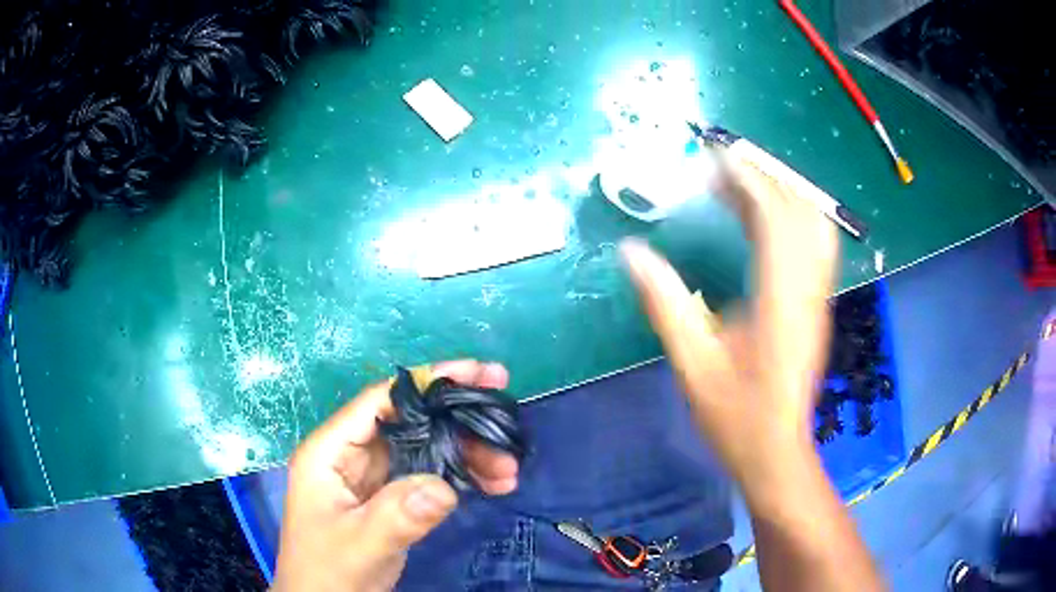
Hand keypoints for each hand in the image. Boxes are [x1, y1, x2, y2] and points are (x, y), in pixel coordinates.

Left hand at [274, 360, 519, 591]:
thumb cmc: (328, 572)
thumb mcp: (359, 546)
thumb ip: (397, 516)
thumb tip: (445, 486)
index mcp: (330, 451)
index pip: (381, 401)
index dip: (429, 382)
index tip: (480, 375)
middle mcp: (351, 455)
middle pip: (410, 422)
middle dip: (459, 422)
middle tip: (507, 424)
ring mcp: (372, 477)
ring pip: (425, 449)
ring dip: (467, 454)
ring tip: (509, 469)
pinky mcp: (390, 498)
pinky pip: (429, 475)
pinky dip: (461, 476)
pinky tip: (492, 484)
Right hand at [620, 153, 838, 491]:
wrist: (777, 450)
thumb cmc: (735, 416)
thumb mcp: (693, 363)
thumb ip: (665, 303)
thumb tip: (632, 252)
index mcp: (779, 301)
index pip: (774, 217)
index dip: (746, 179)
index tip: (714, 158)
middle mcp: (807, 290)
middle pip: (799, 211)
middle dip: (762, 179)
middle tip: (720, 172)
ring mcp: (818, 297)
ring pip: (814, 225)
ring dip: (780, 196)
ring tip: (741, 189)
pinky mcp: (817, 305)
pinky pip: (815, 245)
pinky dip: (792, 220)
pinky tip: (764, 225)